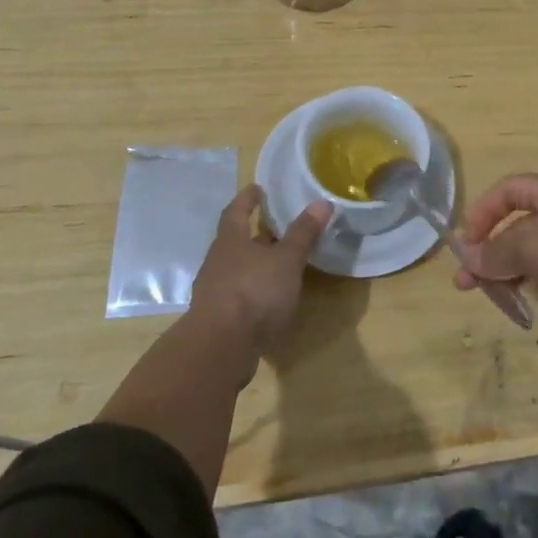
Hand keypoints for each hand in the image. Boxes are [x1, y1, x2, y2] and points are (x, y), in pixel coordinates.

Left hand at [190, 185, 331, 350]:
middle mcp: (218, 261)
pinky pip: (238, 294)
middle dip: (254, 232)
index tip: (257, 188)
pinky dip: (253, 290)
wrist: (220, 349)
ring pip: (236, 268)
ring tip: (278, 262)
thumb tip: (322, 202)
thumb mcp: (286, 260)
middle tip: (276, 225)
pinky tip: (269, 298)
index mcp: (230, 240)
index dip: (247, 198)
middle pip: (235, 240)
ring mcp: (215, 291)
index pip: (236, 210)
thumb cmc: (254, 292)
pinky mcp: (218, 318)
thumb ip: (303, 233)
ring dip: (255, 263)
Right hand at [455, 174, 537, 336]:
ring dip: (513, 269)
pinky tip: (531, 300)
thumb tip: (468, 259)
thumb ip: (495, 252)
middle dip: (492, 251)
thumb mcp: (530, 248)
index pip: (508, 190)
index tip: (466, 244)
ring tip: (498, 296)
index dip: (482, 213)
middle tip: (470, 282)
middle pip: (520, 222)